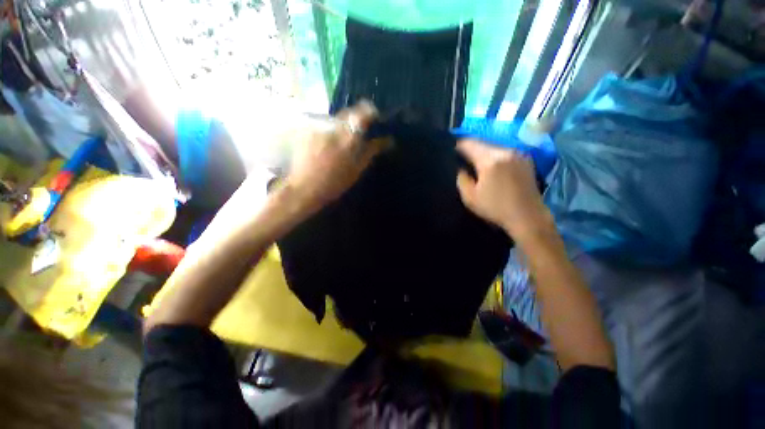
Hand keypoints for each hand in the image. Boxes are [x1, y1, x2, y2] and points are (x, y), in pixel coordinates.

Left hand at [285, 101, 380, 213]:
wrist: (305, 188)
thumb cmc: (335, 182)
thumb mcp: (358, 168)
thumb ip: (372, 150)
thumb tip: (388, 140)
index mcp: (349, 134)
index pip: (364, 111)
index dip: (371, 113)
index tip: (375, 121)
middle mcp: (333, 124)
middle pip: (349, 113)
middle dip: (356, 122)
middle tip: (358, 137)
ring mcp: (318, 125)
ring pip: (336, 119)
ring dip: (342, 127)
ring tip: (341, 144)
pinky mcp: (307, 129)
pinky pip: (324, 125)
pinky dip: (330, 132)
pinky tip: (327, 146)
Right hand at [456, 139, 552, 241]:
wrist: (527, 217)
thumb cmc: (495, 208)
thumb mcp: (470, 197)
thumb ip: (461, 179)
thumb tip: (460, 168)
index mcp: (490, 160)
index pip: (469, 144)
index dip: (458, 145)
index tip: (451, 150)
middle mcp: (505, 151)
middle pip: (482, 143)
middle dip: (470, 149)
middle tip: (461, 157)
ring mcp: (518, 154)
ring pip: (494, 147)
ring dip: (483, 152)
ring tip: (475, 162)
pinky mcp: (525, 160)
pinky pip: (504, 152)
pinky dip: (495, 156)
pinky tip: (492, 166)